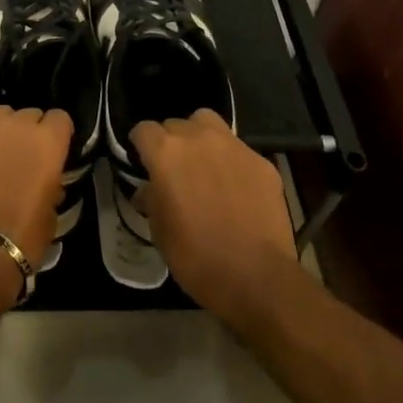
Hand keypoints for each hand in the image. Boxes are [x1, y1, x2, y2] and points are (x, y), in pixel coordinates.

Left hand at [0, 106, 72, 304]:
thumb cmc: (23, 238)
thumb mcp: (51, 215)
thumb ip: (50, 186)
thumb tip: (46, 182)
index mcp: (46, 142)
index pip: (60, 118)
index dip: (59, 134)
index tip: (56, 151)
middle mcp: (14, 128)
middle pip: (28, 114)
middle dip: (30, 131)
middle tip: (26, 157)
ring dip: (2, 131)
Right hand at [130, 110, 298, 327]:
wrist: (258, 278)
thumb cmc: (197, 257)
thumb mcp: (159, 232)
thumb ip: (151, 199)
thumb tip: (149, 190)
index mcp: (166, 153)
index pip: (143, 130)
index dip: (140, 146)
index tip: (143, 163)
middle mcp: (198, 138)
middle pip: (176, 124)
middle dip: (171, 143)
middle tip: (175, 170)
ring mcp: (233, 146)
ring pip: (208, 123)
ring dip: (200, 137)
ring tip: (204, 164)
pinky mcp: (261, 161)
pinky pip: (238, 150)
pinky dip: (231, 161)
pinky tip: (236, 187)